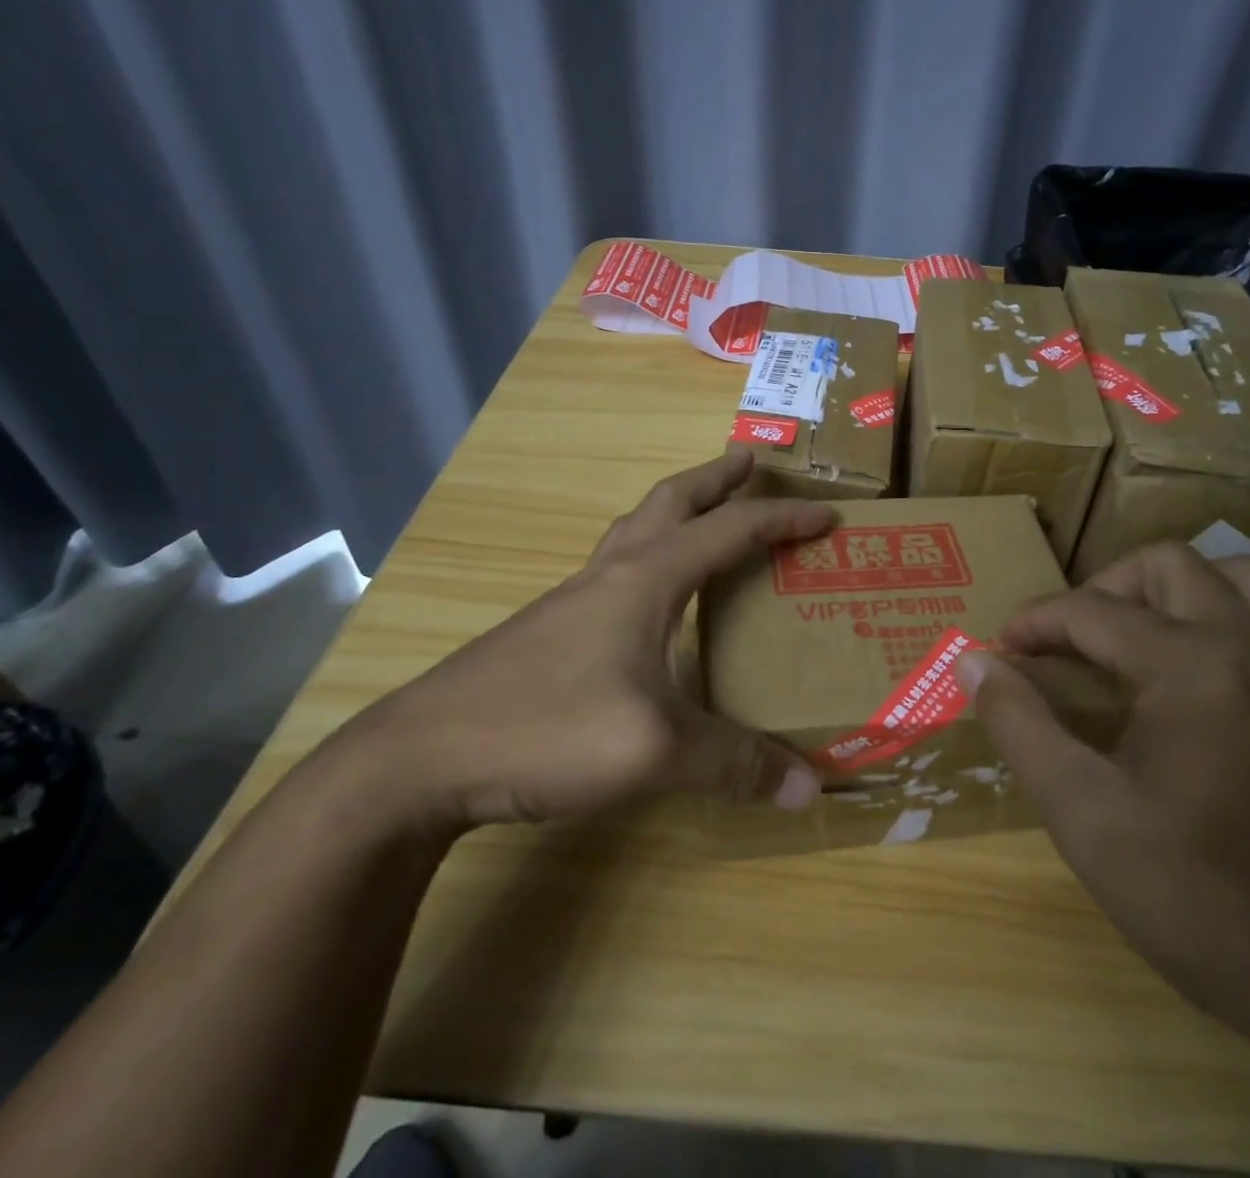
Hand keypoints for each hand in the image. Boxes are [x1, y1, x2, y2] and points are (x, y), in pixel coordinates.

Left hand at [342, 450, 834, 829]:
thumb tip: (809, 787)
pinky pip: (615, 569)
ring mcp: (574, 598)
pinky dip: (648, 555)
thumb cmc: (548, 729)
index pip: (730, 531)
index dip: (783, 520)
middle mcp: (612, 573)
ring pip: (635, 531)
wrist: (422, 756)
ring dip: (676, 509)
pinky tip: (649, 597)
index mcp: (646, 579)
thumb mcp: (655, 750)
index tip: (827, 514)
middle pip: (670, 502)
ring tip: (703, 514)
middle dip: (714, 477)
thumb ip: (733, 764)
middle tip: (749, 462)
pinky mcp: (549, 628)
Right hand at [959, 545, 1249, 1177]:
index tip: (1001, 654)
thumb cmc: (1203, 901)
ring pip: (1237, 578)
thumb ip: (1020, 725)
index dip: (1034, 623)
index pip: (1091, 610)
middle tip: (1068, 643)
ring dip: (1173, 591)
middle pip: (1168, 565)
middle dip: (1103, 589)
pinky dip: (1221, 624)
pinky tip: (1195, 689)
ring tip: (1134, 644)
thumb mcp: (1085, 816)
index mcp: (1193, 665)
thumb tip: (972, 660)